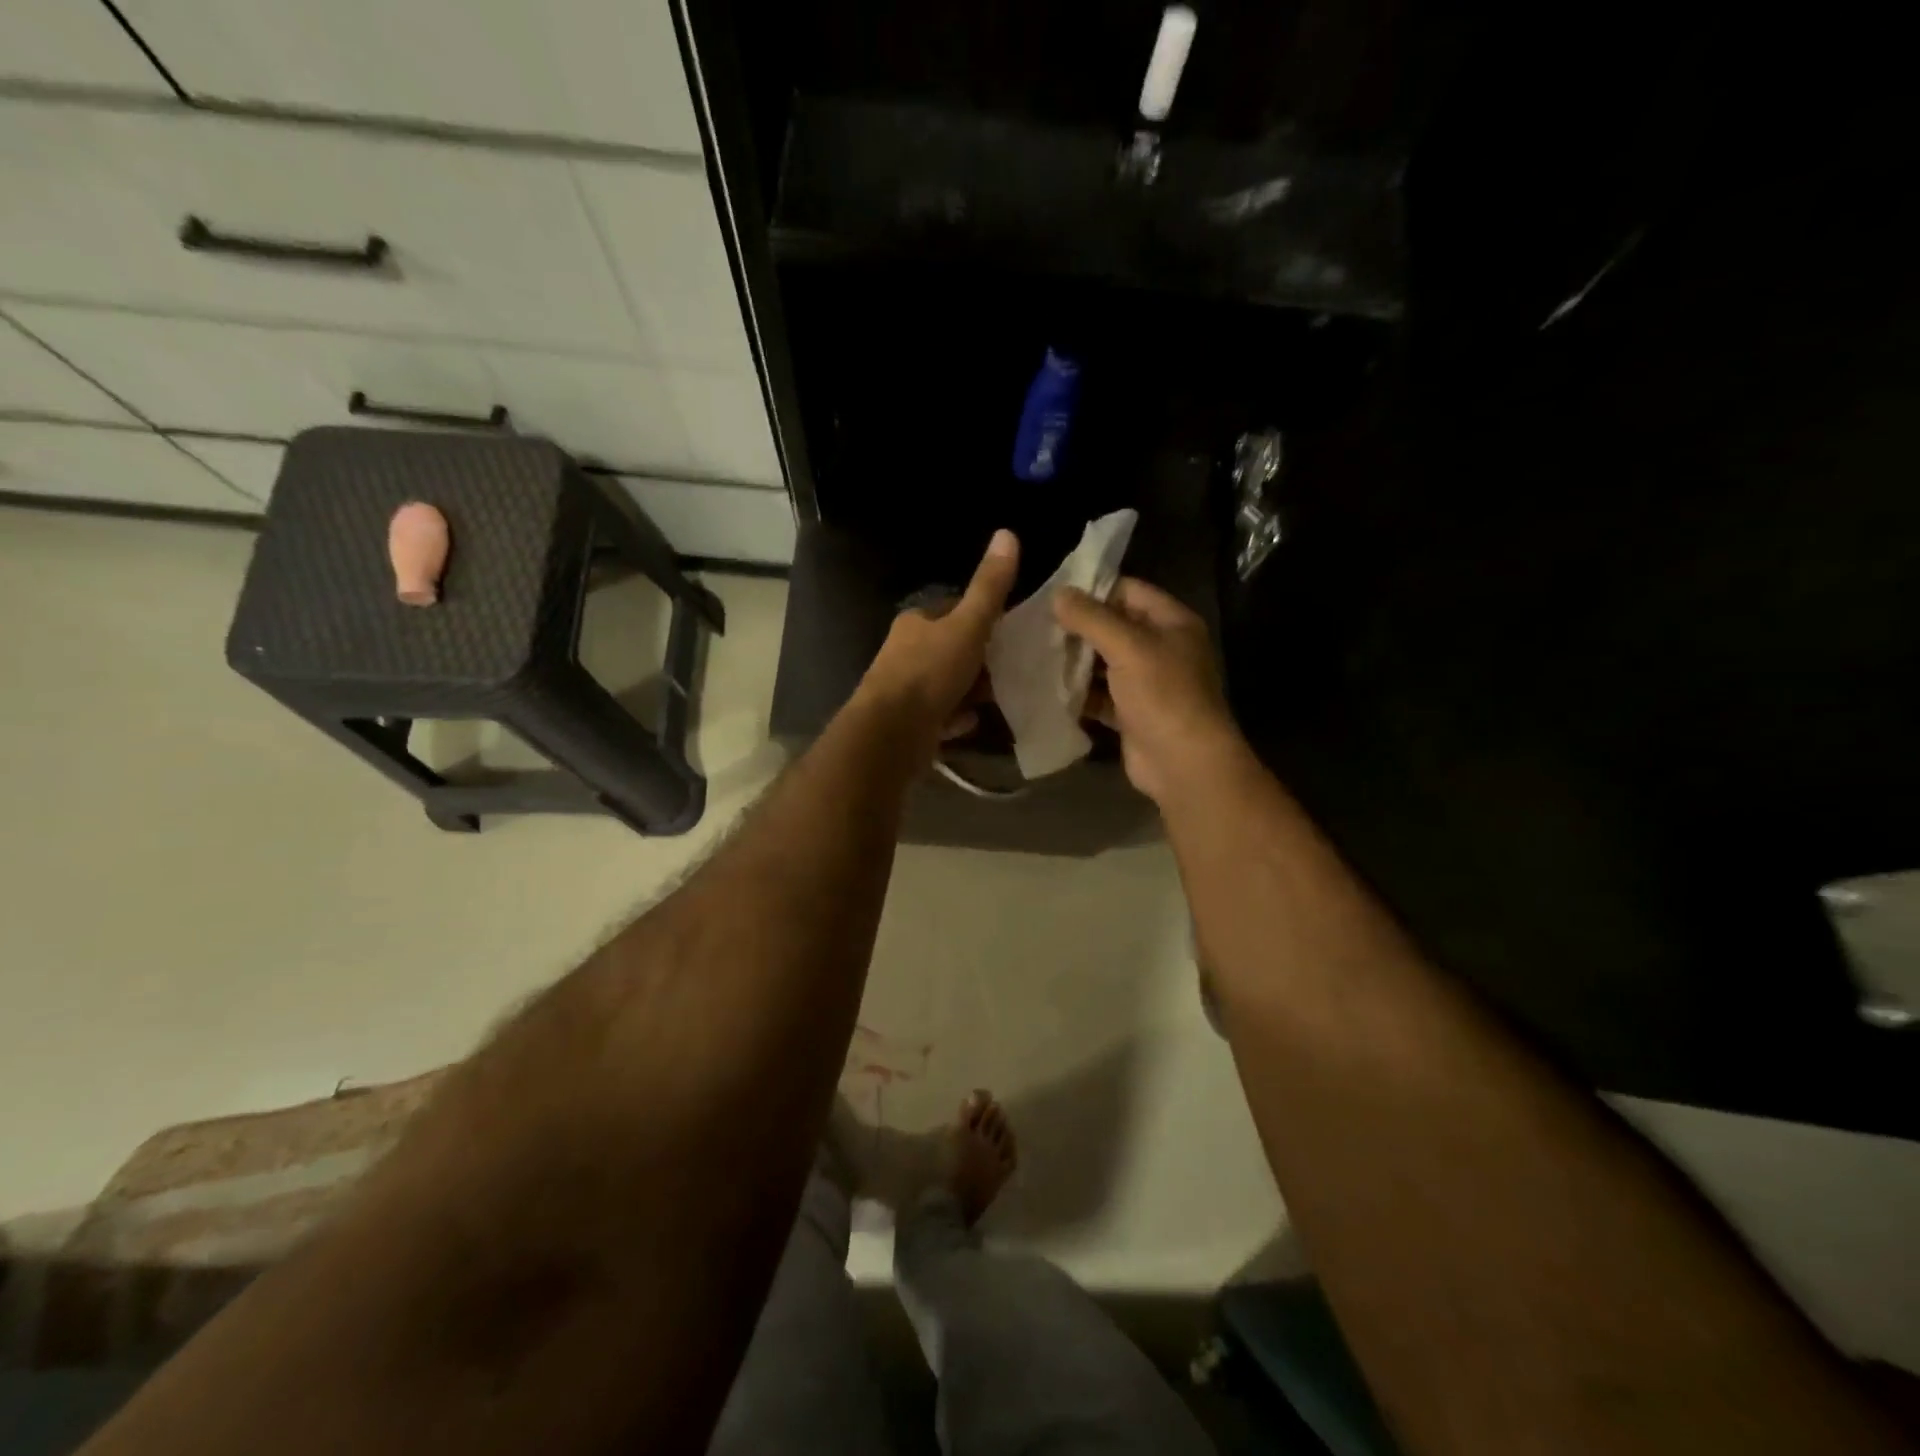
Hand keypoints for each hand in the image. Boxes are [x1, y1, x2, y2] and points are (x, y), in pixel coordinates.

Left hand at [860, 530, 1019, 746]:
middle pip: (950, 650)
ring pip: (945, 684)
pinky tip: (969, 723)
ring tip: (994, 698)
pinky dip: (955, 718)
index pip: (953, 611)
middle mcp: (904, 653)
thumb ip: (989, 588)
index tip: (1007, 632)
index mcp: (915, 623)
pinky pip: (939, 715)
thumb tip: (1008, 533)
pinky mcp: (907, 723)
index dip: (981, 619)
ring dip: (968, 692)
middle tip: (1007, 671)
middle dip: (977, 660)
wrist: (892, 733)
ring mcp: (904, 690)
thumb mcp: (968, 626)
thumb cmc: (929, 673)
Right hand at [1053, 578, 1244, 806]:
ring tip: (1036, 654)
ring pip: (1104, 663)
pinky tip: (1049, 689)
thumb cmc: (1163, 696)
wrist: (1183, 763)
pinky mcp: (1131, 713)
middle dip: (1078, 628)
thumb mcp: (1128, 648)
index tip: (1054, 596)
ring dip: (1075, 662)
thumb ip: (1092, 618)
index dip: (1094, 591)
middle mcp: (1161, 649)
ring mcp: (1147, 683)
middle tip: (1038, 627)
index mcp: (1172, 623)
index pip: (1129, 592)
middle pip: (1114, 628)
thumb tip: (1058, 593)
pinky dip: (1079, 693)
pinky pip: (1101, 695)